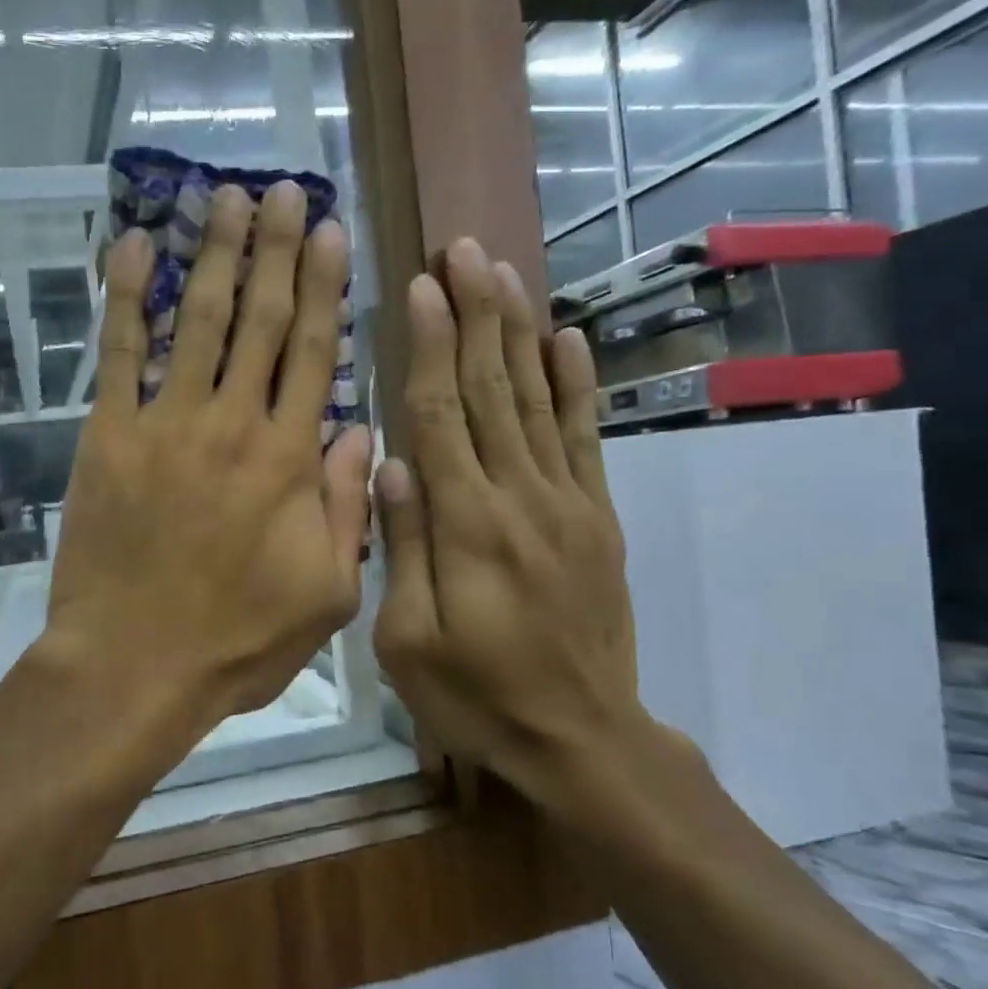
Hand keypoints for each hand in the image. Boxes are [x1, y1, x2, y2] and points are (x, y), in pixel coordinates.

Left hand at [44, 181, 373, 749]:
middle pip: (259, 319)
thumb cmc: (236, 641)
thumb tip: (361, 433)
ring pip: (196, 320)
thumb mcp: (327, 595)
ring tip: (225, 198)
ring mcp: (166, 424)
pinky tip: (129, 246)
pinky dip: (123, 297)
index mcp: (290, 461)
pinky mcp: (109, 437)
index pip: (314, 353)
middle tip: (283, 190)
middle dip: (274, 249)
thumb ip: (349, 511)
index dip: (323, 287)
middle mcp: (232, 425)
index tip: (330, 232)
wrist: (134, 665)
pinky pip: (119, 353)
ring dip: (213, 254)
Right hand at [372, 239, 692, 835]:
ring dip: (518, 331)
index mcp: (467, 527)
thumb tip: (390, 463)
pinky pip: (586, 437)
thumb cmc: (477, 696)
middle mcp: (521, 498)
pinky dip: (576, 384)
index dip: (428, 348)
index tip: (419, 286)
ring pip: (536, 400)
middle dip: (475, 315)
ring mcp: (568, 503)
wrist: (582, 738)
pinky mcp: (597, 517)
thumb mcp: (409, 641)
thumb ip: (403, 547)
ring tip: (503, 272)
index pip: (441, 417)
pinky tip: (567, 338)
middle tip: (463, 250)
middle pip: (492, 391)